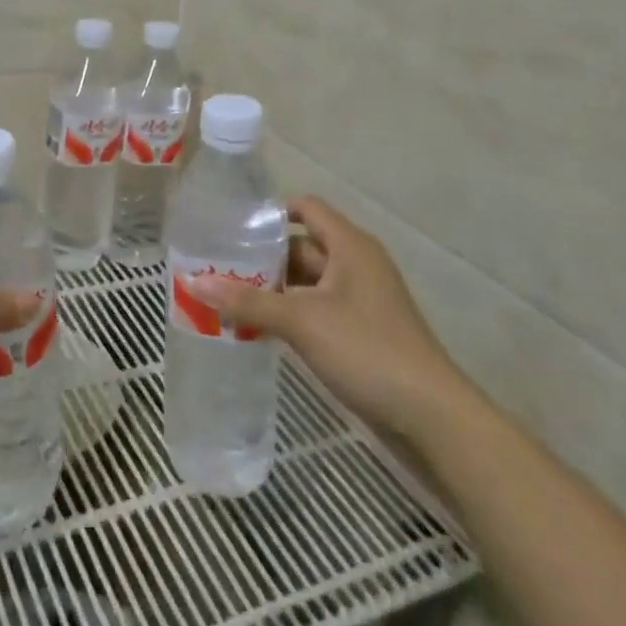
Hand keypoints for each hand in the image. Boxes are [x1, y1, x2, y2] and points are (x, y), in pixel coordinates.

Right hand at [189, 196, 473, 443]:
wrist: (432, 418)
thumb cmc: (368, 351)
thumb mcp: (302, 322)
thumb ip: (247, 302)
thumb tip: (193, 282)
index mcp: (349, 245)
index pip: (305, 208)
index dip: (270, 212)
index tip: (231, 224)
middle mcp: (356, 264)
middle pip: (301, 246)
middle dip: (261, 256)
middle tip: (216, 264)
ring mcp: (360, 300)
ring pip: (307, 281)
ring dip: (272, 288)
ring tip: (226, 296)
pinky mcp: (361, 331)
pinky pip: (316, 309)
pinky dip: (289, 312)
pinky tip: (258, 327)